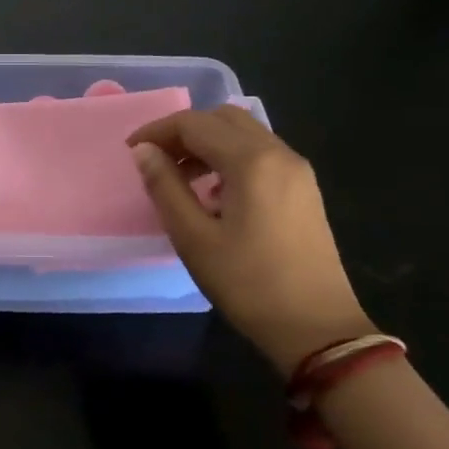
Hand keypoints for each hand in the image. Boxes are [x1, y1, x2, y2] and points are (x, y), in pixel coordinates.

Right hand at [128, 107, 372, 374]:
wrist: (318, 329)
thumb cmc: (248, 284)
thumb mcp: (194, 238)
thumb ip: (164, 186)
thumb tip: (143, 151)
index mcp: (251, 161)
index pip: (195, 124)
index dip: (157, 131)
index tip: (131, 152)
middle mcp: (279, 154)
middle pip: (223, 118)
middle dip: (184, 131)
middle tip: (156, 160)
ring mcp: (297, 170)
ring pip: (245, 133)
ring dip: (208, 143)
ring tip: (181, 177)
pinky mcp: (305, 189)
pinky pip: (261, 154)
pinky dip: (231, 157)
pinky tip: (215, 193)